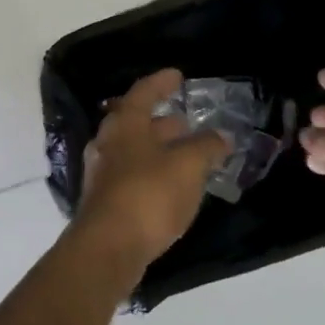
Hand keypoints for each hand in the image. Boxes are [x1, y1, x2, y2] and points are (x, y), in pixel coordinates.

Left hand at [72, 69, 228, 283]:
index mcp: (125, 124)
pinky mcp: (105, 202)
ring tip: (186, 154)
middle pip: (136, 122)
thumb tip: (221, 137)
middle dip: (163, 121)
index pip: (143, 92)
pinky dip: (153, 173)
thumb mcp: (187, 166)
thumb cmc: (148, 195)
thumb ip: (206, 147)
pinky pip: (133, 176)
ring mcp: (103, 173)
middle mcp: (108, 143)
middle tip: (187, 121)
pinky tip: (171, 187)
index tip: (178, 75)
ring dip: (159, 149)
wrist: (107, 248)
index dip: (162, 82)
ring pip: (134, 150)